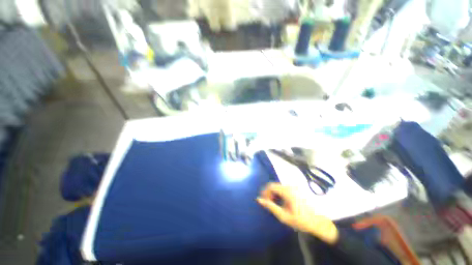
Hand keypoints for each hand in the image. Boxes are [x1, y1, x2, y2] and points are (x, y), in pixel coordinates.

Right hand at [257, 182, 338, 244]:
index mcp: (287, 191)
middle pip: (274, 185)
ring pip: (278, 186)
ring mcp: (294, 187)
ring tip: (274, 203)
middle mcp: (290, 186)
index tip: (263, 200)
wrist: (318, 222)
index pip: (271, 186)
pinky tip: (281, 202)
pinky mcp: (297, 189)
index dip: (264, 192)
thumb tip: (259, 199)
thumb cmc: (301, 220)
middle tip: (268, 203)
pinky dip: (279, 193)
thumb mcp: (284, 216)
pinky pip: (284, 188)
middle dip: (269, 193)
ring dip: (274, 193)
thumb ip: (270, 207)